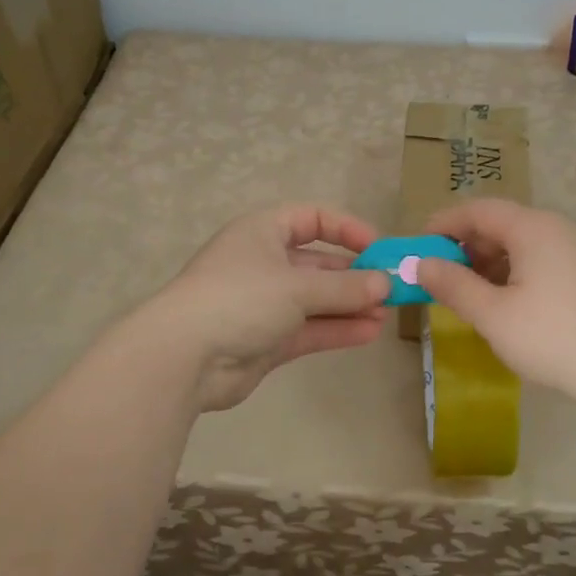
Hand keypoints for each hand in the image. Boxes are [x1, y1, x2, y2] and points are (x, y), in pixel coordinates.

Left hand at [150, 204, 390, 411]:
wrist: (184, 358)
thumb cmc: (240, 299)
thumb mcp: (298, 287)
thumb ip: (346, 287)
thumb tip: (386, 284)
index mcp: (263, 231)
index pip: (312, 218)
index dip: (347, 229)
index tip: (379, 248)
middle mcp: (264, 263)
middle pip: (318, 263)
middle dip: (355, 275)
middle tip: (391, 288)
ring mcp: (264, 303)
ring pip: (316, 299)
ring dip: (350, 305)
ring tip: (387, 313)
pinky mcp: (266, 339)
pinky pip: (309, 328)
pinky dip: (336, 329)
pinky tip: (369, 332)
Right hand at [415, 199, 575, 399]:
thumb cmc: (552, 337)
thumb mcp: (492, 314)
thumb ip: (453, 285)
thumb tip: (421, 264)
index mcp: (532, 227)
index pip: (478, 210)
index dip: (444, 224)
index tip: (418, 247)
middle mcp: (555, 228)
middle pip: (500, 224)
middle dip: (465, 246)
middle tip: (439, 277)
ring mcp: (575, 250)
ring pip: (519, 244)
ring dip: (487, 262)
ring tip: (467, 295)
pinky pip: (538, 260)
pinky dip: (511, 273)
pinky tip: (502, 304)